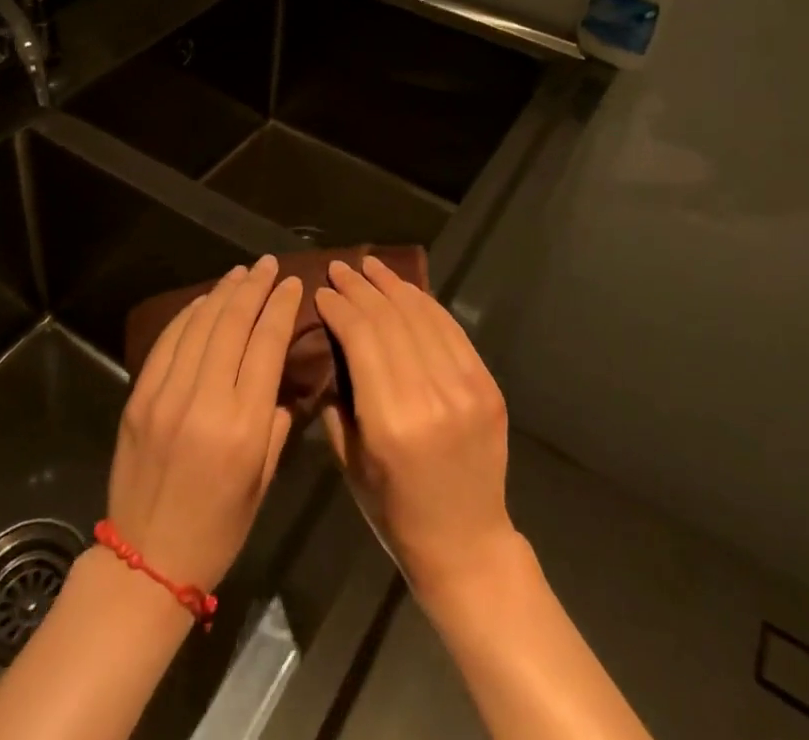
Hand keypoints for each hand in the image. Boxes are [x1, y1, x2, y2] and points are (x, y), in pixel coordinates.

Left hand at [106, 254, 304, 591]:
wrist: (145, 562)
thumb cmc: (218, 529)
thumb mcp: (263, 481)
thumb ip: (276, 422)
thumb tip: (279, 377)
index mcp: (243, 426)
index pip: (266, 345)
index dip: (281, 307)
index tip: (293, 283)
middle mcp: (204, 401)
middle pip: (233, 324)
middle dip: (254, 287)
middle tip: (269, 264)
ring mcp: (166, 395)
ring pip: (200, 325)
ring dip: (223, 292)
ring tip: (241, 273)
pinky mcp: (139, 397)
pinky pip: (168, 342)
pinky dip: (189, 315)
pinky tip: (204, 301)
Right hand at [316, 255, 522, 604]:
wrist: (467, 543)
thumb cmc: (394, 511)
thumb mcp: (349, 461)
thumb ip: (335, 399)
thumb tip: (327, 343)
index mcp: (391, 420)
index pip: (361, 337)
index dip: (339, 306)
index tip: (321, 291)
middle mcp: (430, 395)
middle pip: (390, 318)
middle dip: (360, 287)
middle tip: (339, 267)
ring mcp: (465, 387)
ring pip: (422, 315)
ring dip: (392, 284)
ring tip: (369, 265)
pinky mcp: (487, 385)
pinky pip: (451, 330)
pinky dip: (425, 304)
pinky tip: (405, 290)